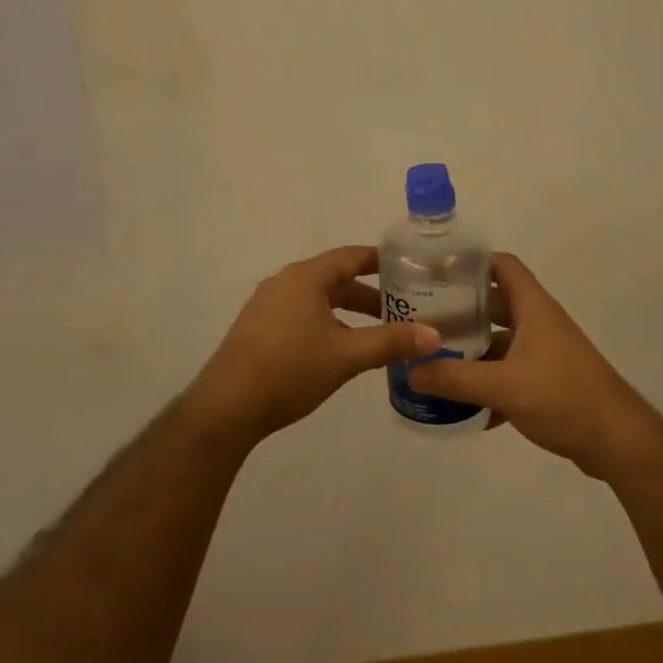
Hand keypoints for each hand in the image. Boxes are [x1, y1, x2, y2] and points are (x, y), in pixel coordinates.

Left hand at [187, 245, 438, 441]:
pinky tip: (341, 351)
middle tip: (404, 309)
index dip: (382, 261)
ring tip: (378, 334)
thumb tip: (435, 336)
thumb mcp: (347, 355)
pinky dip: (328, 324)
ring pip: (319, 300)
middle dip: (370, 294)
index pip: (351, 256)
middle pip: (336, 279)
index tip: (410, 268)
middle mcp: (285, 283)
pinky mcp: (259, 330)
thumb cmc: (290, 369)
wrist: (227, 406)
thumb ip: (391, 342)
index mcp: (306, 277)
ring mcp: (267, 306)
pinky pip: (302, 316)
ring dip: (349, 313)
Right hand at [407, 253, 662, 477]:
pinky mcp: (545, 383)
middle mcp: (538, 324)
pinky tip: (458, 406)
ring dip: (470, 350)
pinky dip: (485, 384)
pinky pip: (507, 374)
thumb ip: (455, 378)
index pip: (502, 266)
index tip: (435, 271)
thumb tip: (409, 372)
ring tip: (431, 360)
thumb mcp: (504, 387)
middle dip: (459, 310)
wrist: (617, 442)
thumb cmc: (563, 398)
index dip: (471, 262)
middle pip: (493, 304)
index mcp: (533, 308)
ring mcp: (543, 354)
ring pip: (498, 342)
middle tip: (421, 320)